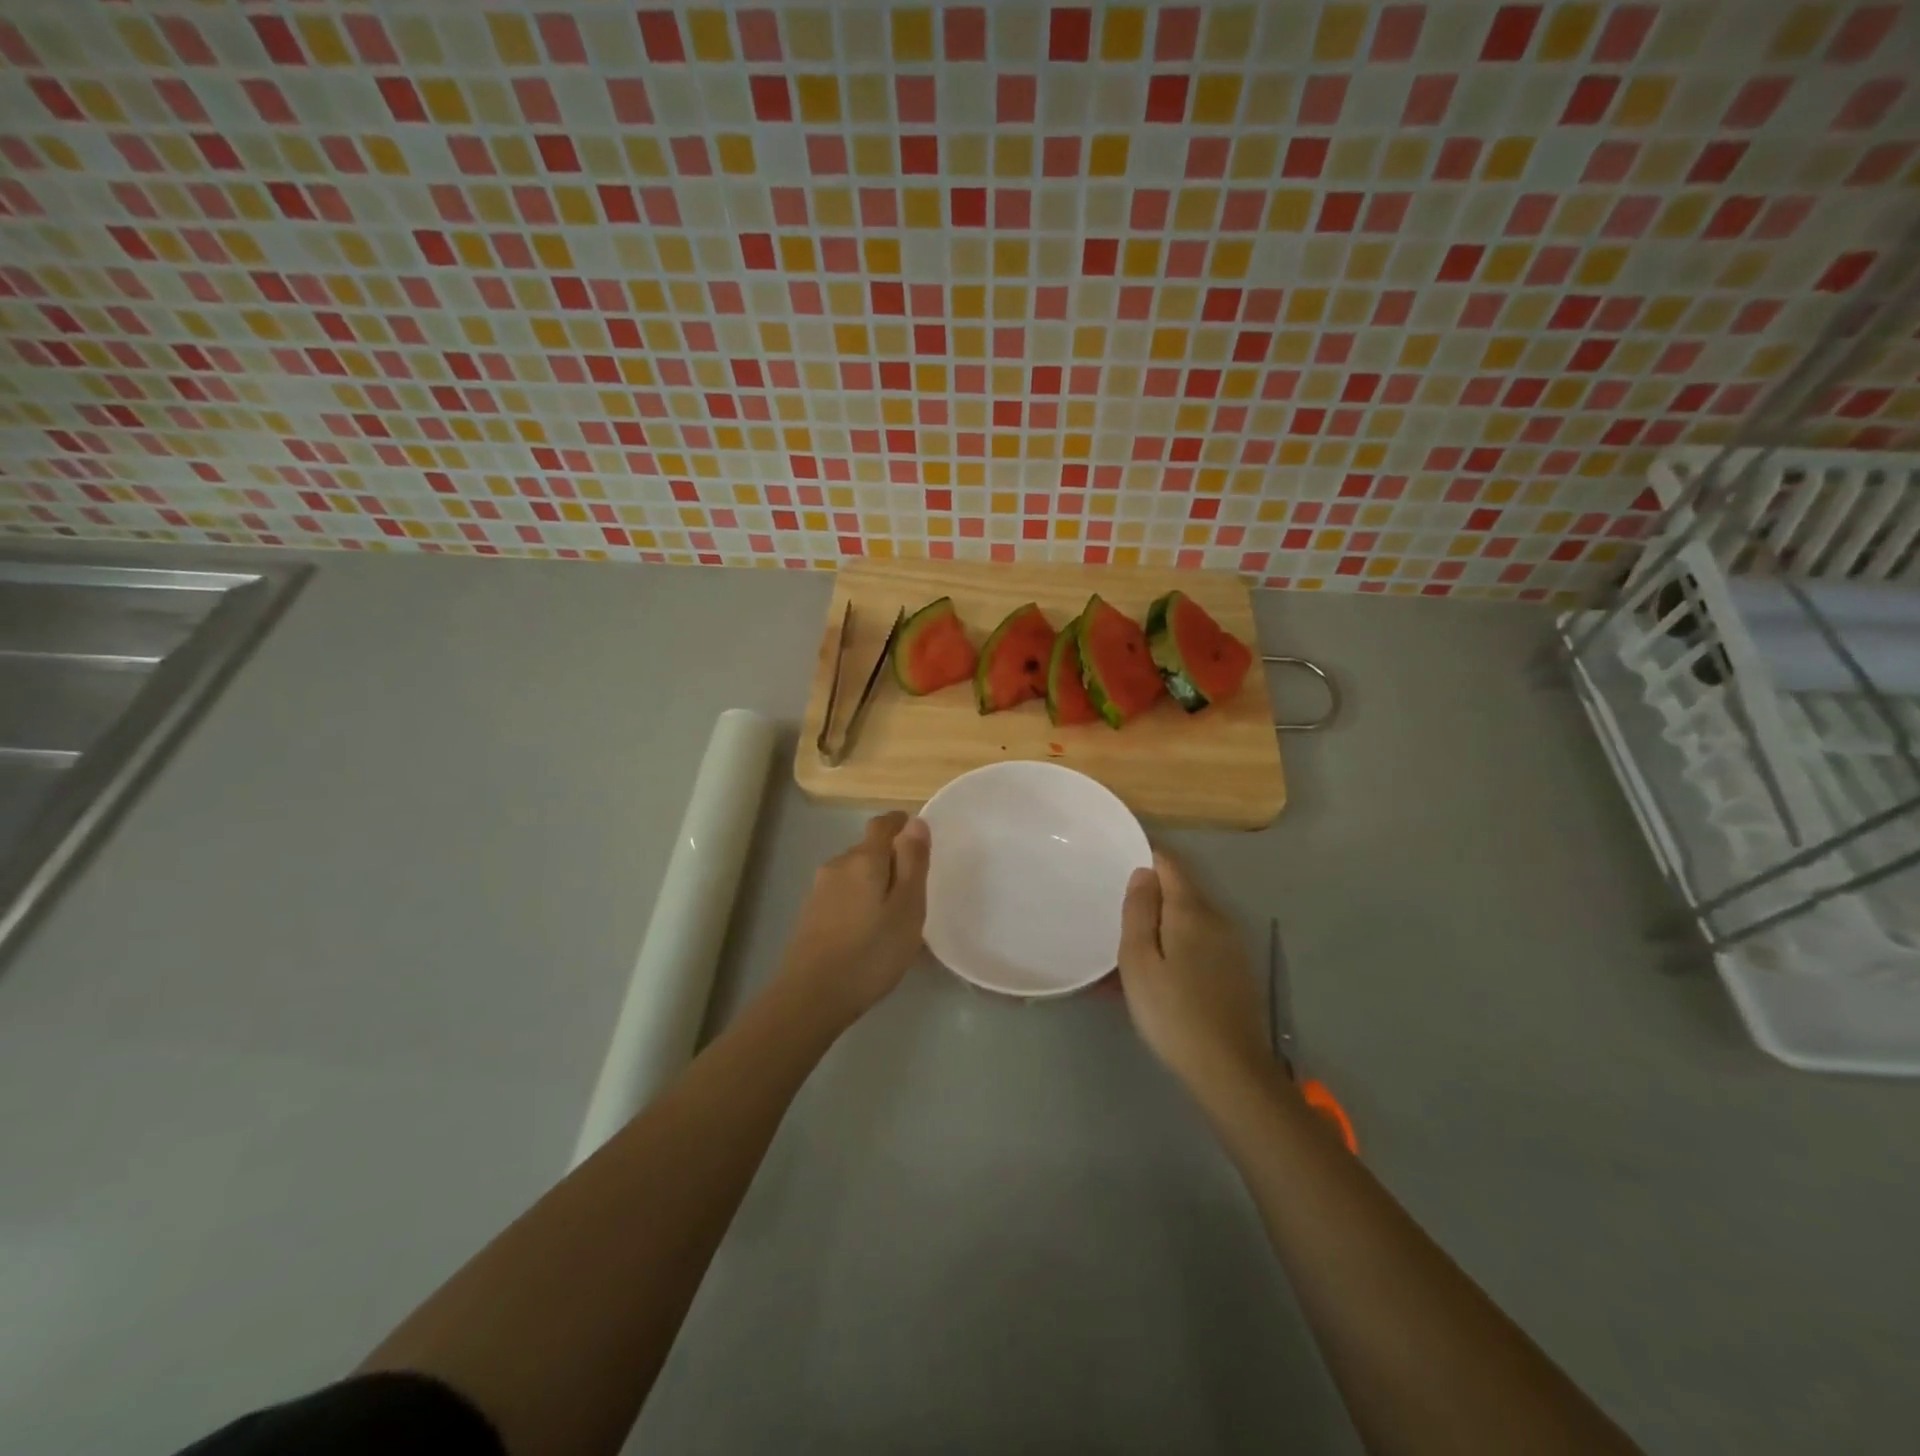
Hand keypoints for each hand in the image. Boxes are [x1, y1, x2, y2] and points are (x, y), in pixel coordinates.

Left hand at [779, 812, 930, 1025]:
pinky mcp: (810, 914)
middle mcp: (837, 865)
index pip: (882, 824)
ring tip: (893, 915)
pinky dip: (859, 901)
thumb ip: (913, 862)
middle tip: (913, 890)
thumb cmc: (871, 952)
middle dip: (890, 859)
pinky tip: (868, 931)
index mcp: (863, 859)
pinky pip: (842, 894)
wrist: (811, 997)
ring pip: (854, 873)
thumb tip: (915, 821)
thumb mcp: (907, 908)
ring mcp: (819, 890)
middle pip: (867, 849)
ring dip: (873, 883)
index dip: (901, 825)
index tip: (919, 840)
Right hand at [1117, 852, 1268, 1089]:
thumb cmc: (1173, 1013)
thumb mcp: (1139, 961)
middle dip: (1151, 894)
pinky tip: (1160, 974)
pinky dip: (1177, 946)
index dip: (1145, 856)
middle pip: (1181, 891)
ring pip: (1190, 920)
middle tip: (1116, 911)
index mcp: (1192, 911)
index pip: (1169, 864)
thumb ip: (1139, 911)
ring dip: (1162, 924)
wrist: (1230, 1071)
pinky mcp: (1237, 972)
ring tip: (1132, 948)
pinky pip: (1200, 943)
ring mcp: (1232, 946)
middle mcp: (1218, 919)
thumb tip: (1143, 873)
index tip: (1117, 862)